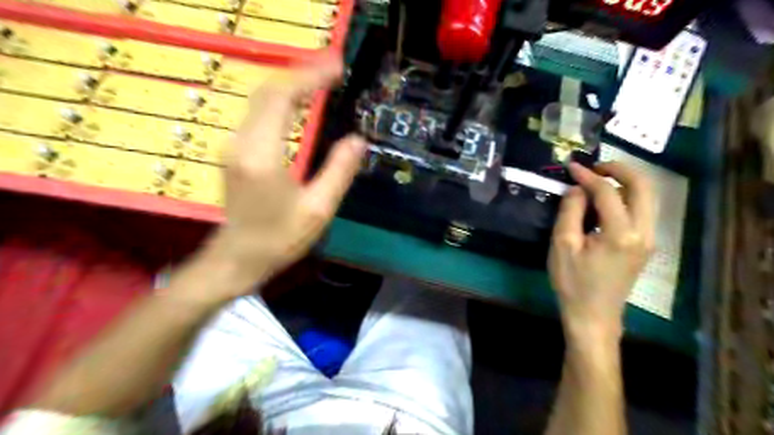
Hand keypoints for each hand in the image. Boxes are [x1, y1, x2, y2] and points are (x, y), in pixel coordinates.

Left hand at [200, 55, 366, 298]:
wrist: (236, 258)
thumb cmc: (279, 239)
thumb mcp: (318, 209)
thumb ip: (339, 171)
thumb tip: (359, 140)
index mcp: (262, 155)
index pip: (283, 98)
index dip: (310, 78)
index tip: (338, 69)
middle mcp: (241, 141)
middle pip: (268, 90)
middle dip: (302, 73)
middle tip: (335, 68)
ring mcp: (234, 144)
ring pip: (261, 98)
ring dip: (292, 83)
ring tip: (323, 79)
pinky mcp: (235, 150)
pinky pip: (259, 113)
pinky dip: (282, 99)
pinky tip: (301, 101)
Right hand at [547, 162, 654, 344]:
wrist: (593, 316)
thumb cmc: (573, 282)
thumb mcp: (563, 245)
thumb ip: (570, 211)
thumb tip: (577, 188)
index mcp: (621, 233)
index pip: (608, 192)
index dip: (588, 176)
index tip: (571, 167)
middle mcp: (643, 232)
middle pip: (644, 186)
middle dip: (620, 170)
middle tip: (594, 167)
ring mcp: (649, 239)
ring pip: (647, 197)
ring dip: (626, 182)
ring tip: (598, 179)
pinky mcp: (645, 245)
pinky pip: (642, 210)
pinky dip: (627, 197)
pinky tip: (606, 200)